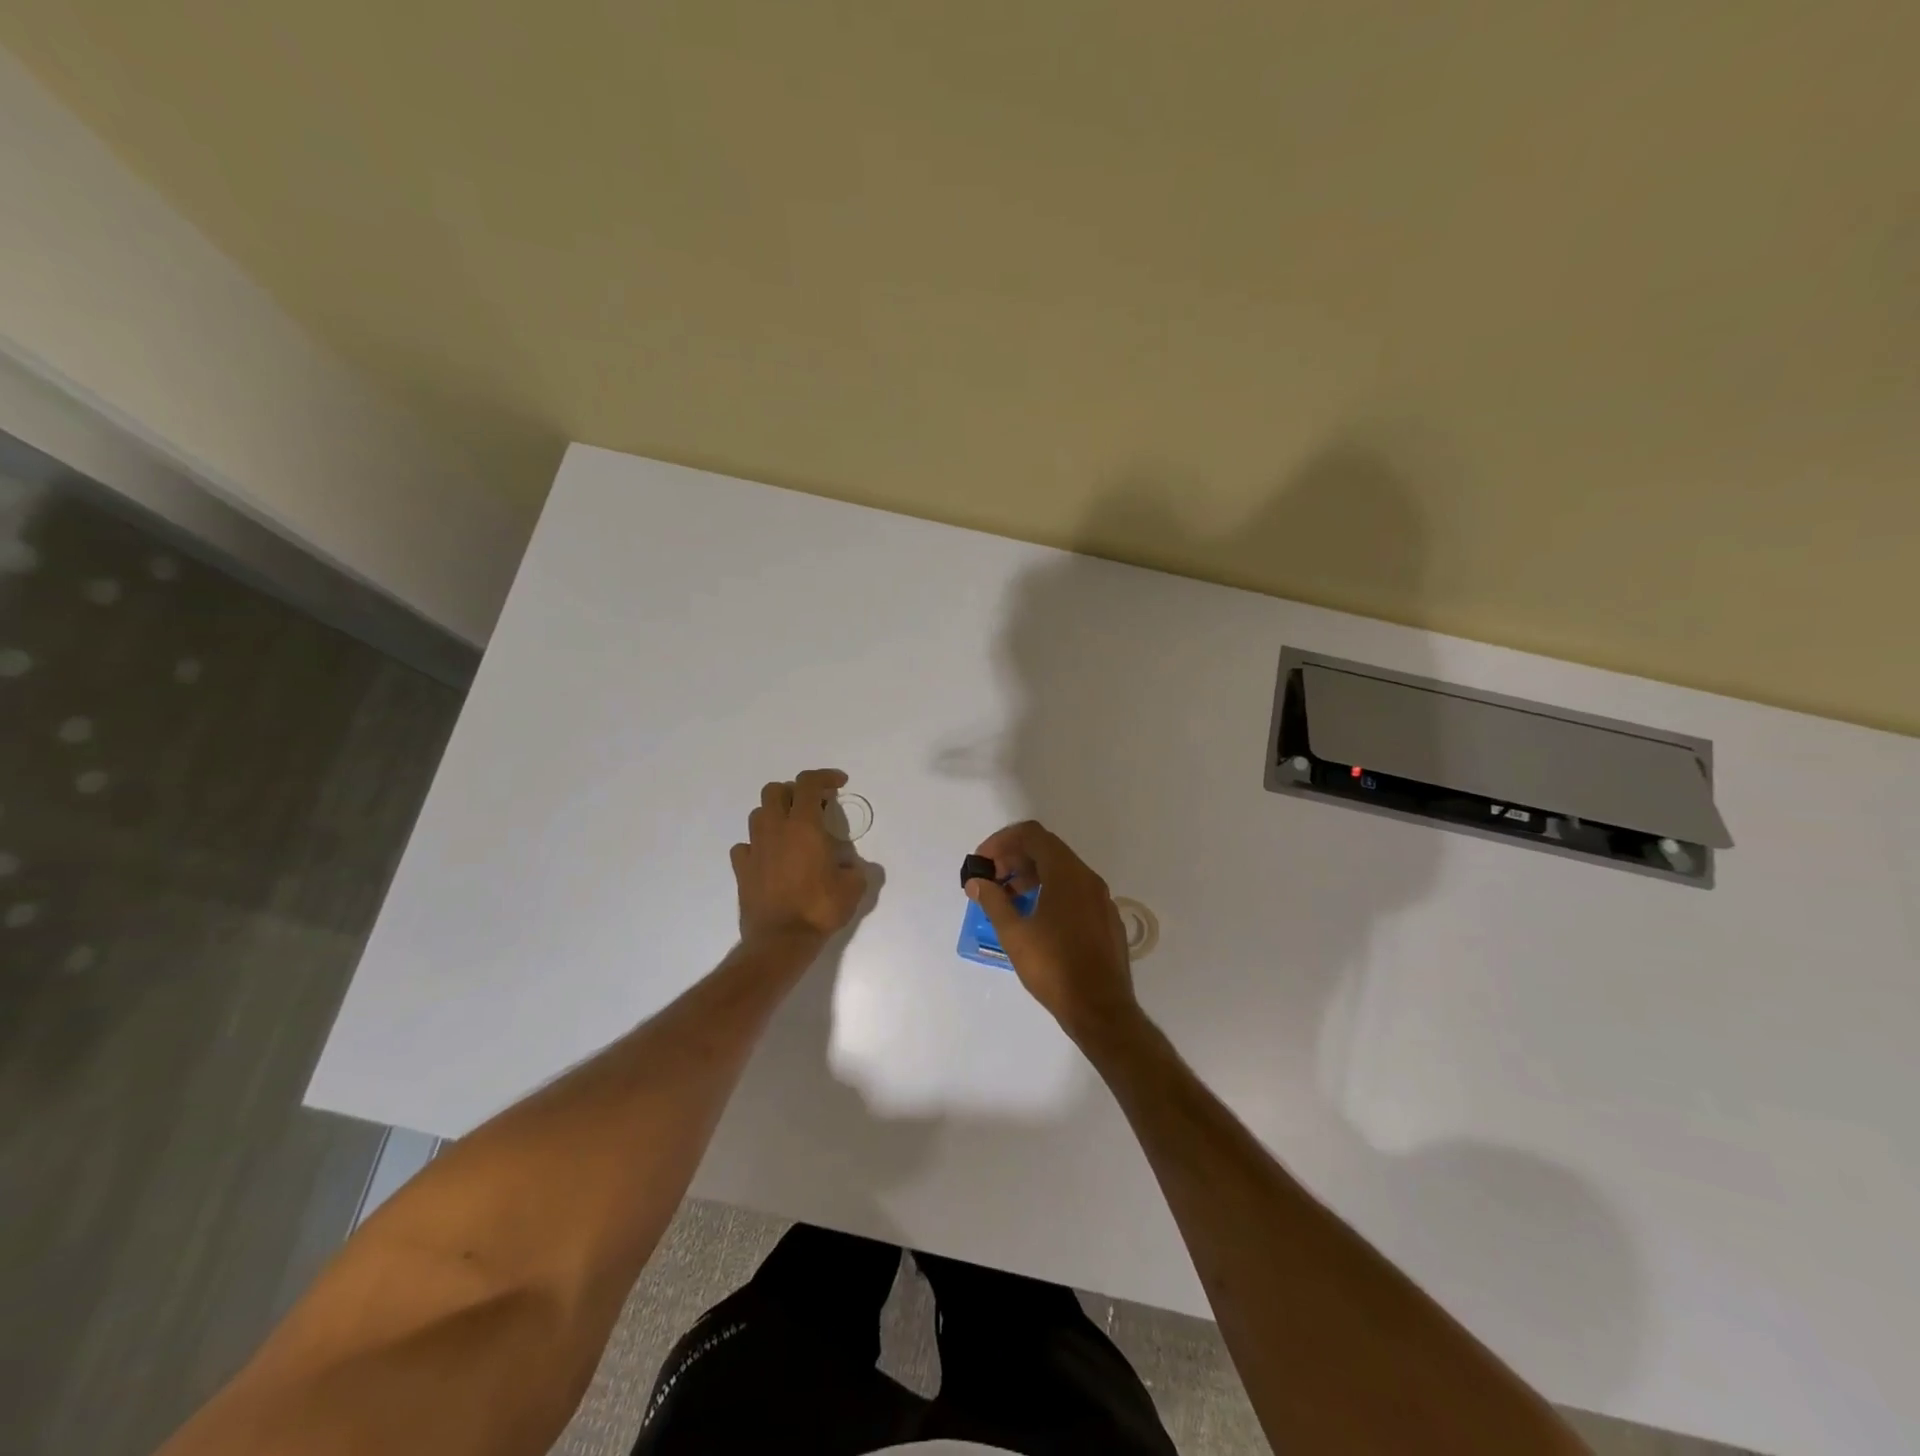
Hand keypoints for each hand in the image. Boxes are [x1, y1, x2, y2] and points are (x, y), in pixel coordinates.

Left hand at [731, 770, 866, 943]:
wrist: (780, 940)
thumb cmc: (819, 909)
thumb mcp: (853, 888)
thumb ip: (856, 869)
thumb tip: (851, 867)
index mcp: (804, 826)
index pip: (809, 784)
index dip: (824, 776)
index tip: (839, 783)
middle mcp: (776, 829)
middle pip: (775, 790)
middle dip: (794, 792)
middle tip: (812, 807)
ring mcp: (755, 848)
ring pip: (758, 814)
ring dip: (775, 815)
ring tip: (791, 832)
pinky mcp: (741, 869)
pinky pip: (745, 846)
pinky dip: (758, 845)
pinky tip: (770, 857)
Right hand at [968, 820, 1140, 1043]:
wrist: (1101, 1010)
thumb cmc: (1054, 968)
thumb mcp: (1015, 934)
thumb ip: (993, 901)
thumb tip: (976, 881)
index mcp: (1067, 874)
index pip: (1032, 835)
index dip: (1002, 842)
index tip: (983, 862)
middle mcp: (1088, 878)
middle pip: (1047, 849)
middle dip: (1014, 858)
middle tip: (990, 880)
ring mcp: (1101, 899)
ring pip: (1062, 871)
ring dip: (1031, 875)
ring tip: (1007, 898)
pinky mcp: (1106, 919)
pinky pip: (1074, 891)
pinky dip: (1050, 891)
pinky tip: (1035, 918)